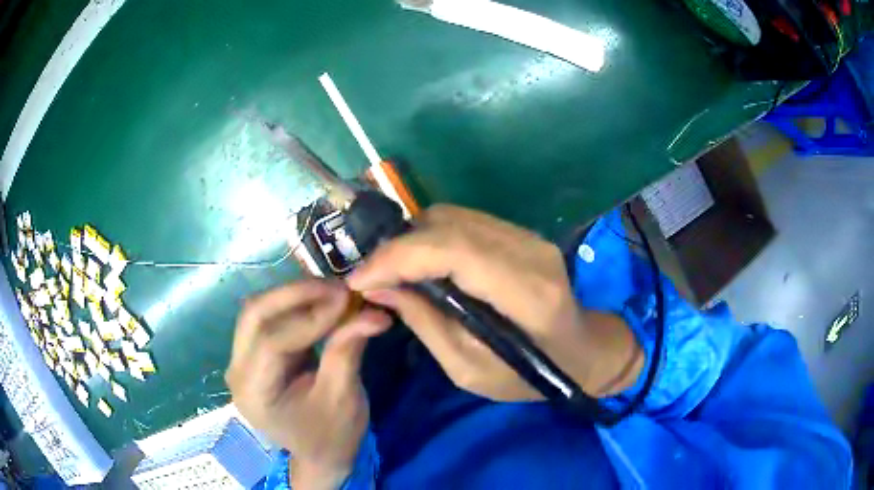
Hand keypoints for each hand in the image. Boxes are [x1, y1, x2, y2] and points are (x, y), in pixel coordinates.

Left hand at [226, 280, 390, 488]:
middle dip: (295, 295)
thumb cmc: (332, 436)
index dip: (310, 318)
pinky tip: (320, 302)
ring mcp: (241, 361)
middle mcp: (237, 372)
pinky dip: (294, 307)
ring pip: (258, 311)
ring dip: (294, 296)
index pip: (272, 343)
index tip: (347, 299)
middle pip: (254, 316)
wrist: (320, 456)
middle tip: (337, 288)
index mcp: (254, 393)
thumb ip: (348, 351)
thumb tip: (373, 312)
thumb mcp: (344, 399)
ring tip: (332, 292)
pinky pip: (267, 319)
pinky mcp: (252, 354)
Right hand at [347, 205, 641, 401]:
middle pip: (448, 225)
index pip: (455, 251)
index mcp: (528, 294)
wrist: (582, 350)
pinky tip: (420, 263)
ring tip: (391, 271)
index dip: (399, 258)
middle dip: (397, 247)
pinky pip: (463, 222)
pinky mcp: (520, 233)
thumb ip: (424, 324)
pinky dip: (430, 238)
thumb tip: (377, 289)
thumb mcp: (469, 369)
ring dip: (411, 240)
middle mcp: (530, 251)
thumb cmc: (529, 376)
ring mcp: (528, 236)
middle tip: (370, 277)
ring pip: (451, 216)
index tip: (360, 279)